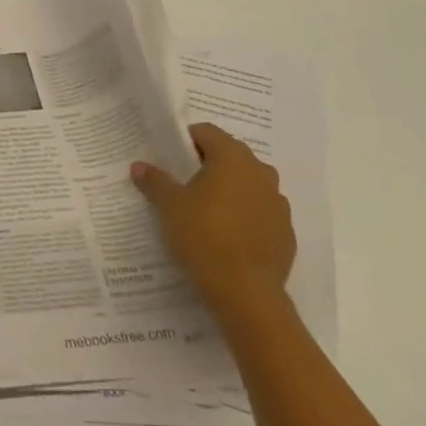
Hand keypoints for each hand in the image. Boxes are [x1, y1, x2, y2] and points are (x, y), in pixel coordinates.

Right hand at [132, 123, 294, 320]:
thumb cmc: (204, 235)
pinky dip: (245, 216)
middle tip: (184, 183)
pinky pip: (261, 213)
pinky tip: (227, 236)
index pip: (207, 132)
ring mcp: (278, 204)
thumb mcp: (169, 205)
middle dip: (208, 164)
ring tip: (206, 211)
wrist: (246, 293)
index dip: (186, 141)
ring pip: (248, 185)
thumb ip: (155, 180)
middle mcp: (261, 173)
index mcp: (233, 158)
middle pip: (230, 156)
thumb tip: (139, 166)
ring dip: (230, 190)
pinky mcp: (286, 233)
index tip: (170, 158)